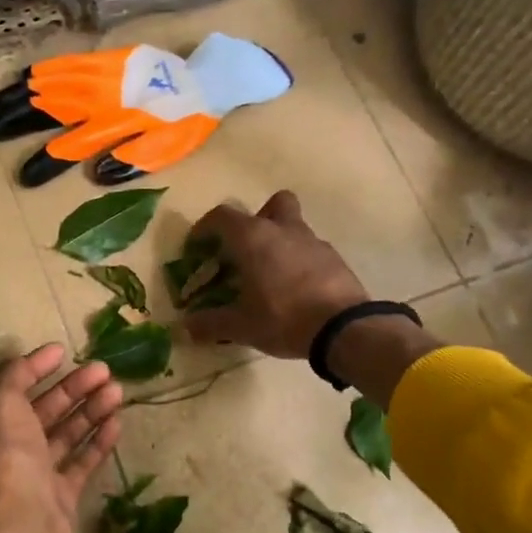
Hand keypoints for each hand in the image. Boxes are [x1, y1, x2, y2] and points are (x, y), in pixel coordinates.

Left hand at [0, 343, 122, 532]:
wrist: (24, 527)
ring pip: (66, 434)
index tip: (64, 351)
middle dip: (73, 388)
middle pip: (44, 410)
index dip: (36, 367)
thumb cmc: (9, 458)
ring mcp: (36, 475)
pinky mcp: (61, 496)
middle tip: (104, 369)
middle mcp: (9, 449)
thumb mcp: (2, 404)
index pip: (13, 388)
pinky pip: (81, 462)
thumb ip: (14, 377)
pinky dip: (98, 441)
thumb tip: (29, 360)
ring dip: (90, 410)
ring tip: (118, 390)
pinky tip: (117, 423)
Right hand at [183, 191, 371, 357]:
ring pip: (294, 227)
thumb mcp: (241, 326)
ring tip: (271, 275)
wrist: (344, 328)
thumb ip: (211, 324)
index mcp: (253, 238)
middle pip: (273, 204)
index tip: (198, 246)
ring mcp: (313, 242)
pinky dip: (300, 262)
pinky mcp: (335, 259)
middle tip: (247, 247)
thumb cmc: (283, 317)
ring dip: (281, 242)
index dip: (205, 228)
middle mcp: (284, 230)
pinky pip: (311, 251)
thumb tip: (187, 327)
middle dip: (258, 219)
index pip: (222, 216)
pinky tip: (296, 289)